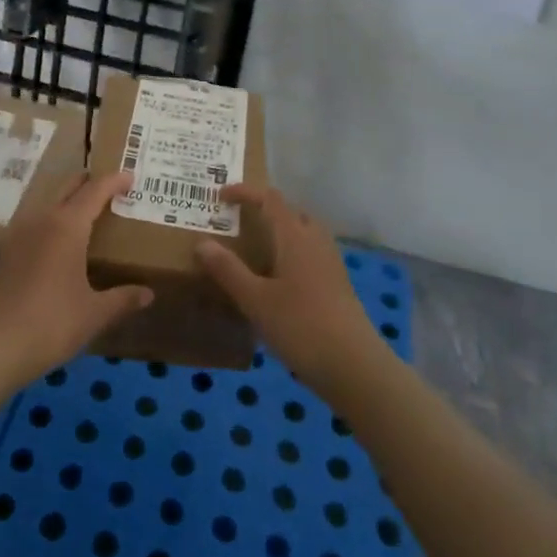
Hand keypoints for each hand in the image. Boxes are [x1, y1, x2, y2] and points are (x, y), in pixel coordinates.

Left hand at [0, 171, 152, 382]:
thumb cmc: (52, 324)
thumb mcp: (95, 313)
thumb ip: (123, 298)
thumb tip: (148, 294)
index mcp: (68, 226)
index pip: (95, 190)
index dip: (114, 181)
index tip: (131, 177)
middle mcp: (43, 218)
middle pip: (69, 186)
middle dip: (90, 182)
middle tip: (112, 189)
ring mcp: (20, 231)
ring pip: (49, 200)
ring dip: (69, 199)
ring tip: (88, 212)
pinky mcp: (7, 249)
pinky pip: (35, 219)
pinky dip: (53, 218)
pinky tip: (59, 239)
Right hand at [194, 183, 382, 394]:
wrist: (354, 365)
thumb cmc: (300, 326)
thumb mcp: (255, 300)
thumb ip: (228, 270)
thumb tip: (202, 242)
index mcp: (294, 235)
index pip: (269, 198)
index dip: (245, 192)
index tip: (220, 196)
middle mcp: (315, 239)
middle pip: (290, 211)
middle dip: (264, 209)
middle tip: (239, 221)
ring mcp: (330, 261)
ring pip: (303, 232)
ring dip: (280, 231)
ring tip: (256, 248)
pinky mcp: (337, 283)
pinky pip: (310, 252)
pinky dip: (291, 251)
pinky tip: (278, 278)